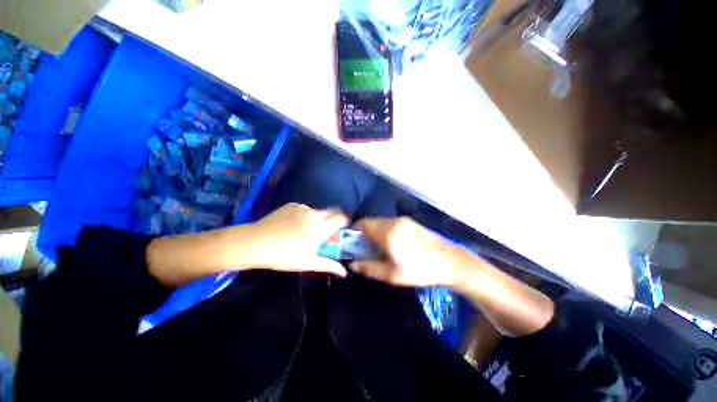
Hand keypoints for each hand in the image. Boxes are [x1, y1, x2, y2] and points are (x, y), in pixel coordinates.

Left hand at [243, 203, 349, 276]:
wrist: (254, 243)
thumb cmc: (283, 256)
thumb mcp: (308, 263)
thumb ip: (329, 265)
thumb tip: (344, 272)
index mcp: (320, 227)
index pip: (341, 218)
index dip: (345, 222)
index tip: (343, 229)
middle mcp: (314, 213)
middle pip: (332, 211)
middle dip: (334, 219)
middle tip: (327, 231)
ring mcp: (302, 207)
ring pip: (318, 211)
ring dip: (318, 218)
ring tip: (306, 230)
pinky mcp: (292, 205)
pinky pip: (305, 209)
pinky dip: (305, 215)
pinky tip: (293, 225)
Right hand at [352, 217, 468, 286]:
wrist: (450, 262)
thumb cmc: (419, 270)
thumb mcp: (391, 274)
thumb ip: (369, 267)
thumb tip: (352, 263)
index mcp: (387, 232)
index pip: (363, 224)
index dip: (354, 232)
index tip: (354, 244)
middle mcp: (393, 221)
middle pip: (371, 221)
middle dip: (365, 233)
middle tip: (366, 249)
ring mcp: (404, 220)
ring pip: (381, 221)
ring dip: (376, 231)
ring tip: (380, 247)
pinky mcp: (411, 222)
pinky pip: (391, 222)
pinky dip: (386, 230)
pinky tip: (393, 243)